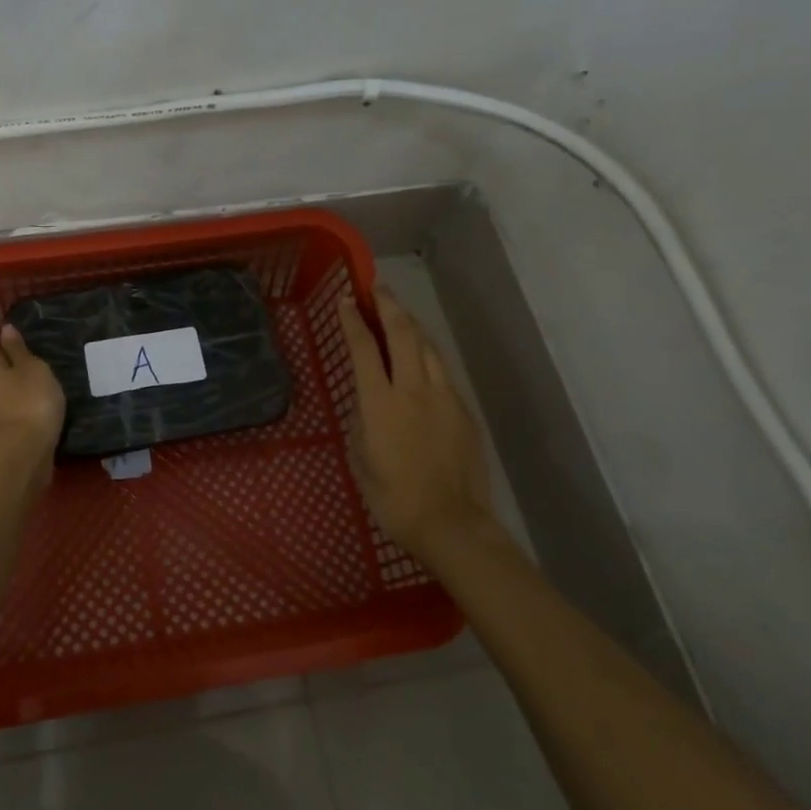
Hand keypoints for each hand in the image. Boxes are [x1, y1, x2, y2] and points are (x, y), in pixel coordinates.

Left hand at [0, 323, 65, 449]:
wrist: (21, 456)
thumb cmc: (30, 401)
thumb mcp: (33, 368)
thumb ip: (18, 349)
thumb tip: (5, 331)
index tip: (20, 330)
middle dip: (2, 355)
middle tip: (29, 355)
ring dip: (6, 379)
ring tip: (31, 379)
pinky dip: (8, 398)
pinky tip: (27, 401)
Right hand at [336, 286, 511, 567]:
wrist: (450, 522)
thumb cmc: (392, 497)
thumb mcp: (360, 457)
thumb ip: (362, 420)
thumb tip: (366, 401)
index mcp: (379, 402)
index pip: (364, 347)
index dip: (353, 319)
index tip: (347, 298)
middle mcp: (413, 389)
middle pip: (403, 333)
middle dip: (389, 305)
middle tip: (379, 287)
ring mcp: (443, 397)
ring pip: (429, 347)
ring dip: (412, 325)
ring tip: (400, 313)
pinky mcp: (463, 410)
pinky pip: (443, 371)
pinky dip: (428, 355)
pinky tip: (422, 357)